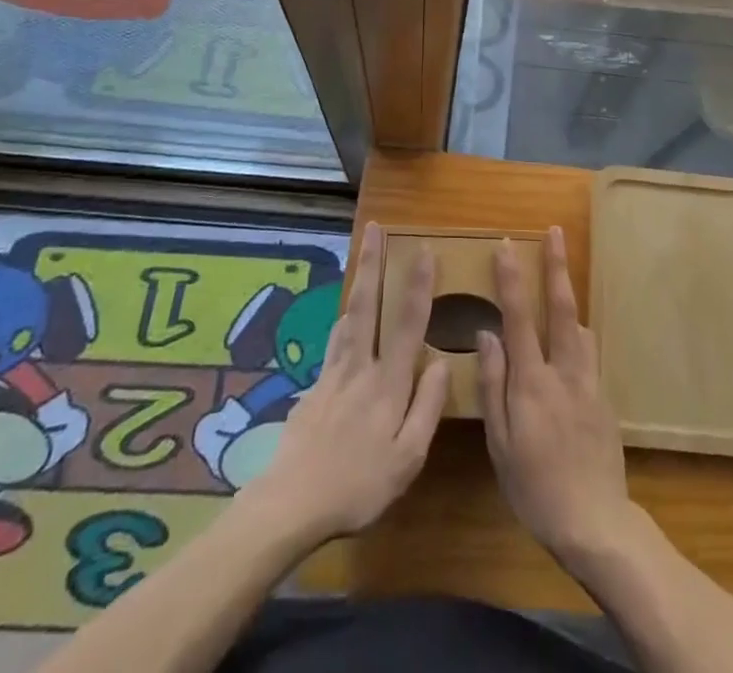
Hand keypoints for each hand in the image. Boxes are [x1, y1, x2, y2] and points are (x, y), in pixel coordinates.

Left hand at [240, 223, 447, 544]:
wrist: (290, 505)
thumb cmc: (357, 487)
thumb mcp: (407, 460)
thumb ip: (427, 407)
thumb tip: (442, 361)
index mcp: (388, 384)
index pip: (407, 324)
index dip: (418, 285)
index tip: (424, 250)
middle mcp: (360, 367)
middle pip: (367, 304)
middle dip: (373, 262)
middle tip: (374, 227)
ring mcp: (332, 374)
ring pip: (347, 316)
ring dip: (358, 281)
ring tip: (362, 256)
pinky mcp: (313, 388)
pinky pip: (333, 342)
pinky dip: (342, 320)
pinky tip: (344, 319)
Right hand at [477, 228, 636, 566]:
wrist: (595, 522)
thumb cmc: (535, 487)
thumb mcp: (500, 443)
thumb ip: (493, 385)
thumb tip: (486, 334)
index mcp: (532, 382)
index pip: (518, 318)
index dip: (511, 279)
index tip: (506, 245)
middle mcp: (563, 371)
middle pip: (560, 307)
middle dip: (556, 265)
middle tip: (555, 231)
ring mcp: (589, 381)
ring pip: (580, 325)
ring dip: (569, 294)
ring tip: (560, 273)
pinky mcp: (604, 396)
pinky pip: (589, 352)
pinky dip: (578, 333)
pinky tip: (571, 336)